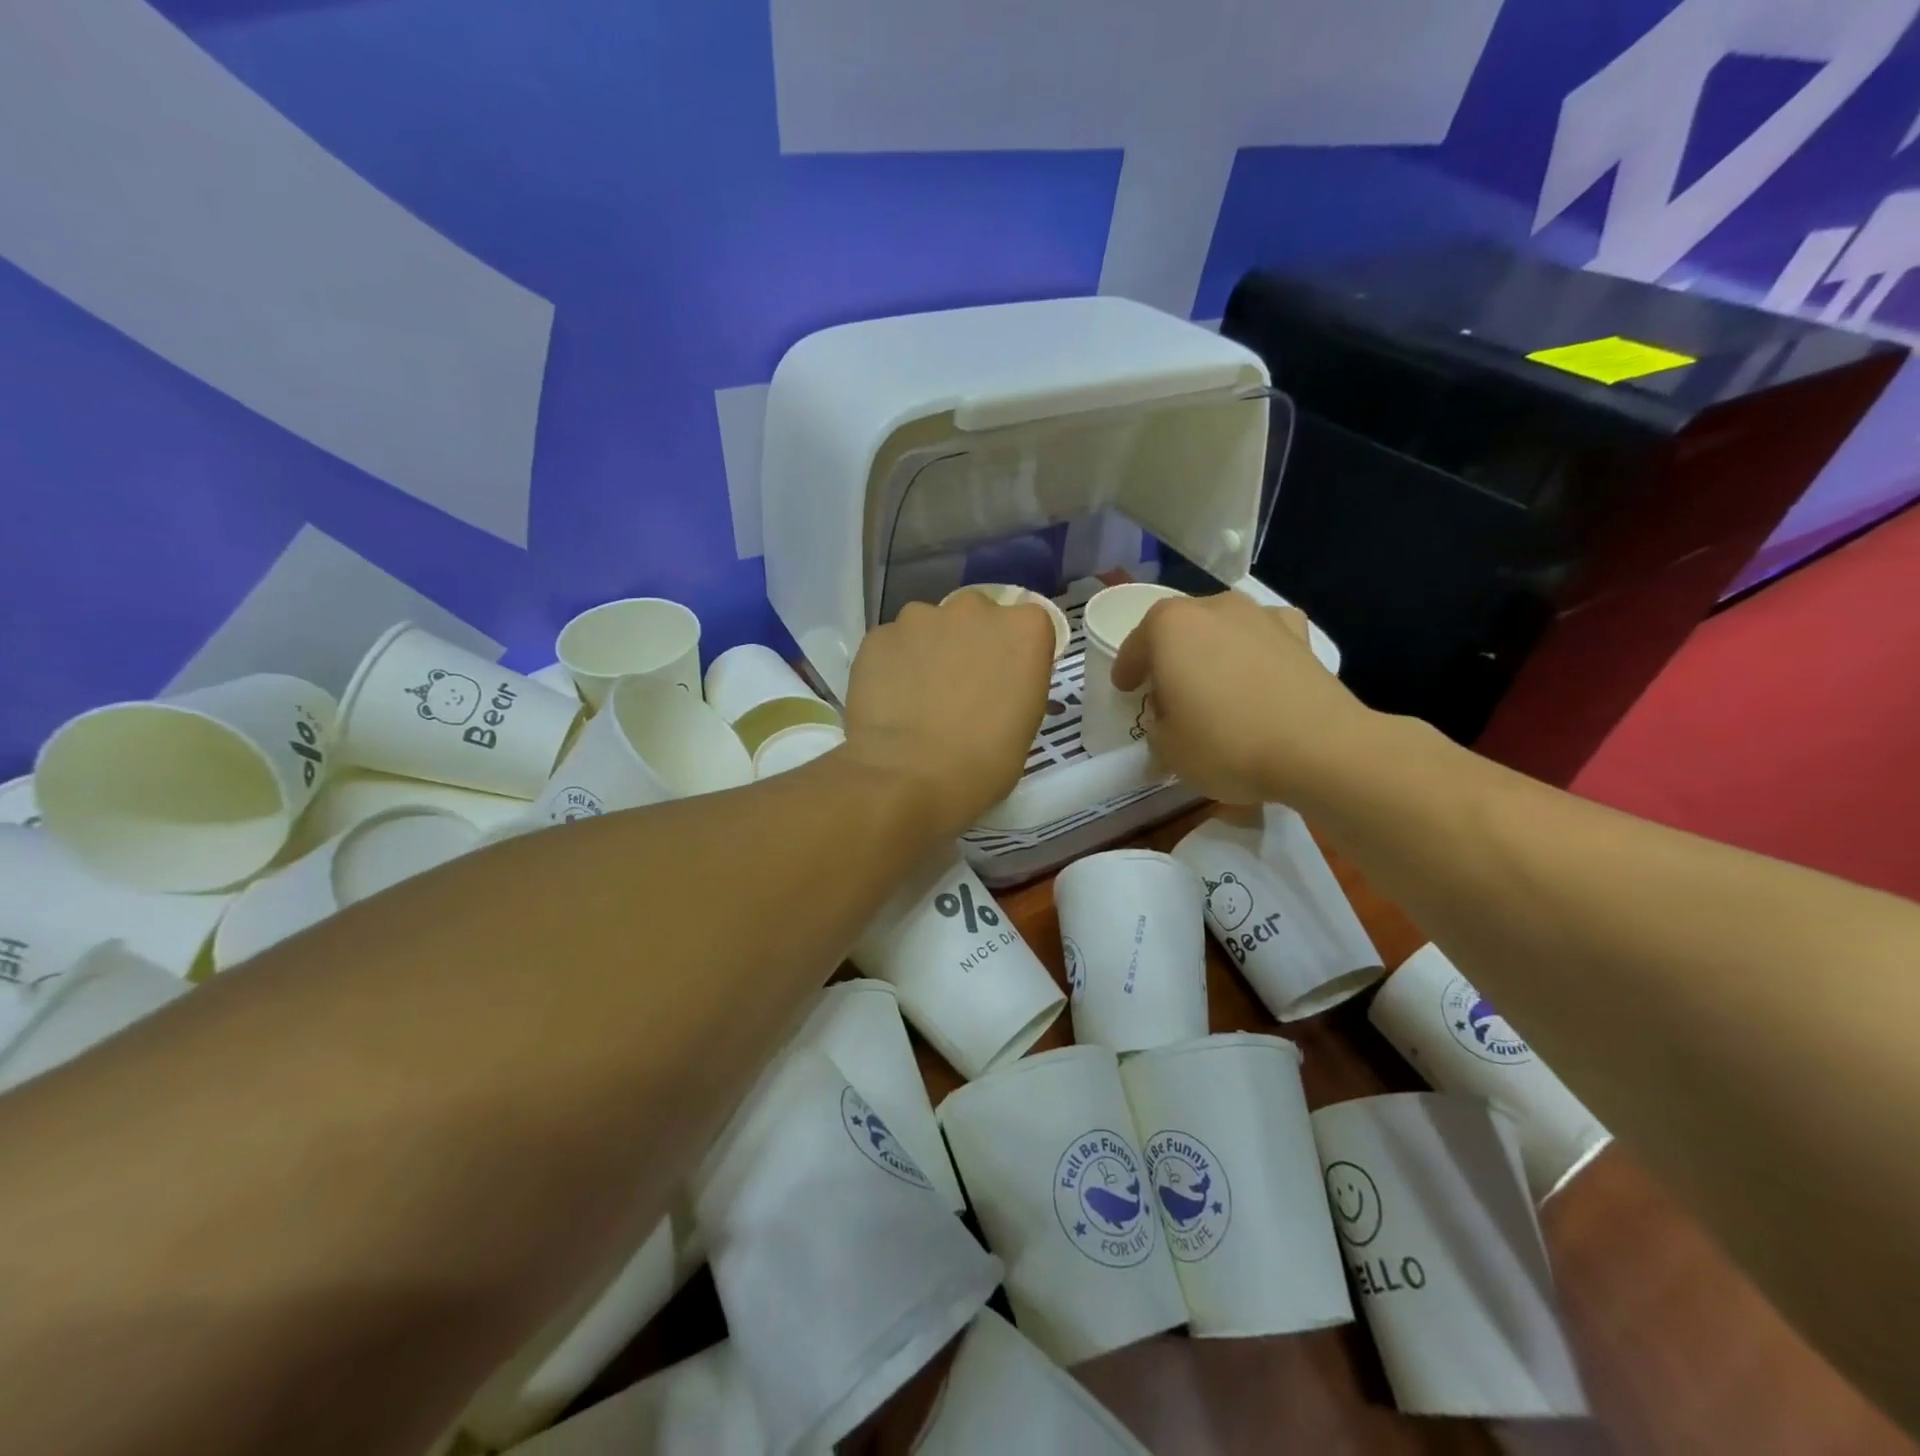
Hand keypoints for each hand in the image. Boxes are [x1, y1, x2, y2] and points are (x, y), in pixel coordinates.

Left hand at [842, 593, 1054, 835]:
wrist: (906, 779)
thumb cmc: (981, 765)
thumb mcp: (1023, 726)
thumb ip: (1014, 684)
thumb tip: (993, 683)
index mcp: (1023, 629)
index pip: (1027, 626)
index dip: (1014, 655)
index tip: (1003, 684)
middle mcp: (974, 609)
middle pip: (976, 616)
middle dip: (969, 643)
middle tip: (959, 688)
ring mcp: (920, 617)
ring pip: (928, 627)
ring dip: (928, 651)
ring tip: (917, 698)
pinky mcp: (878, 635)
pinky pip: (892, 645)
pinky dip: (893, 665)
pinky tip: (889, 702)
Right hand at [1111, 591, 1371, 804]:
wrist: (1319, 748)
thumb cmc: (1225, 742)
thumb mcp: (1167, 749)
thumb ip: (1157, 728)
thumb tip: (1170, 721)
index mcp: (1170, 626)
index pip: (1136, 645)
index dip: (1127, 670)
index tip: (1125, 690)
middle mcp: (1214, 607)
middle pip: (1179, 631)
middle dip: (1170, 658)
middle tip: (1168, 693)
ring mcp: (1262, 616)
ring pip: (1222, 631)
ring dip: (1212, 654)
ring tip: (1215, 688)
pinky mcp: (1302, 636)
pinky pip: (1263, 640)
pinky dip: (1255, 654)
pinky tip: (1258, 679)